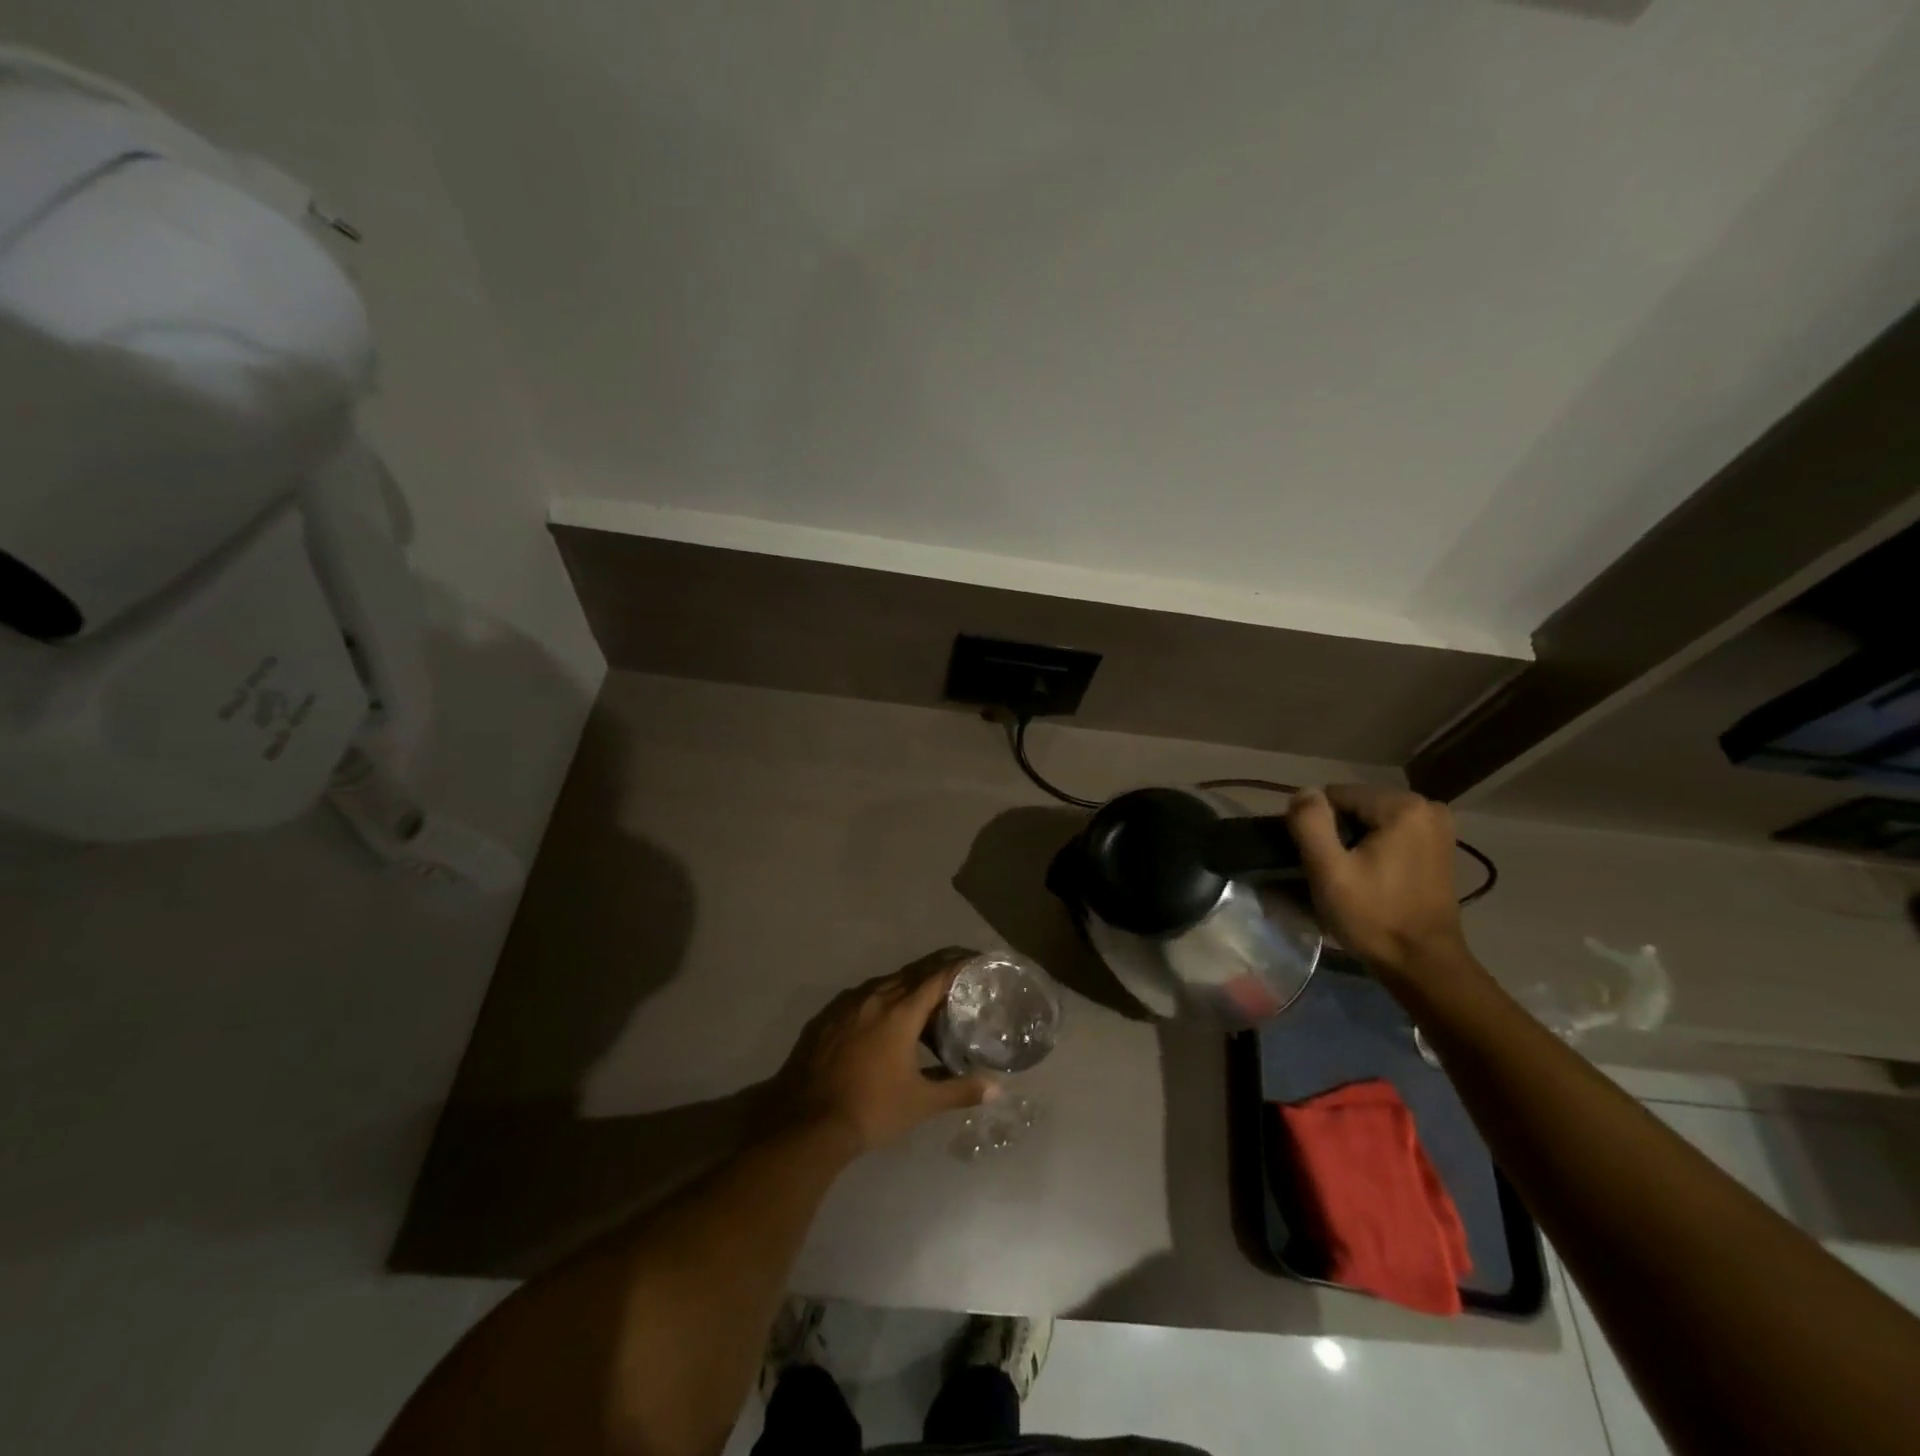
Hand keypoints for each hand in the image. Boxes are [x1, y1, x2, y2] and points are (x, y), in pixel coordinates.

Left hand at [767, 948, 997, 1158]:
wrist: (807, 1123)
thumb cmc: (872, 1108)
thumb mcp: (921, 1102)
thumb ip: (960, 1090)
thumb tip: (996, 1089)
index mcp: (900, 1012)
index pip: (936, 978)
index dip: (958, 968)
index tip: (975, 962)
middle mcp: (874, 998)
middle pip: (911, 975)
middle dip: (935, 974)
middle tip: (956, 980)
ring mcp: (847, 1006)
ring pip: (884, 985)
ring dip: (907, 988)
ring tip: (923, 1002)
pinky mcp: (827, 1018)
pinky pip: (861, 999)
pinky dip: (880, 1002)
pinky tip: (883, 1021)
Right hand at [1287, 784, 1471, 981]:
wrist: (1423, 964)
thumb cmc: (1373, 916)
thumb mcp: (1328, 870)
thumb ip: (1310, 822)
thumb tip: (1303, 792)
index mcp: (1402, 806)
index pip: (1335, 796)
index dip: (1318, 827)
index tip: (1321, 862)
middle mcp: (1427, 807)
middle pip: (1355, 806)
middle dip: (1338, 833)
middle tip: (1335, 873)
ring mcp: (1438, 827)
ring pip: (1370, 820)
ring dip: (1355, 843)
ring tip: (1352, 878)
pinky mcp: (1439, 846)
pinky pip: (1390, 834)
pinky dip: (1375, 849)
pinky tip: (1372, 878)